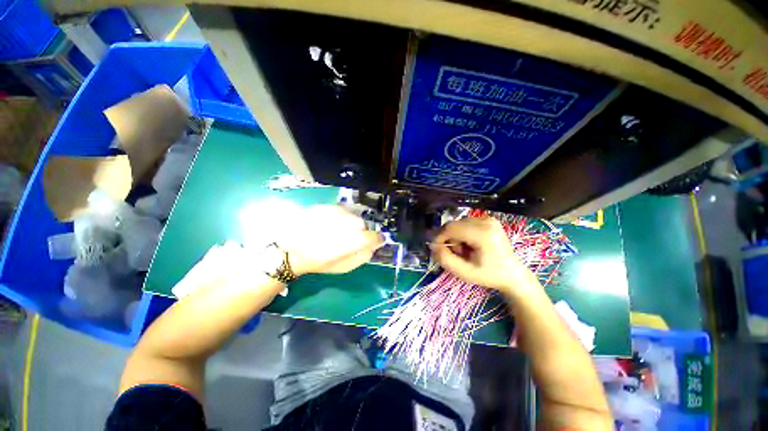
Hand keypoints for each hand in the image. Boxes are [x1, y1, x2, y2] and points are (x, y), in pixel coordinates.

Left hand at [281, 205, 383, 275]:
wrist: (290, 250)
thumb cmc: (318, 262)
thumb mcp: (343, 267)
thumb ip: (362, 257)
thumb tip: (373, 246)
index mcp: (346, 244)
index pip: (371, 237)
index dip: (377, 239)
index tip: (376, 241)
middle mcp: (341, 226)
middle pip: (361, 224)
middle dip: (360, 231)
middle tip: (351, 238)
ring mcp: (331, 214)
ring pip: (352, 215)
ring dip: (350, 223)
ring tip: (339, 231)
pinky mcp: (324, 207)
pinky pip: (341, 210)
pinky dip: (342, 217)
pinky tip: (331, 224)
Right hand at [430, 216, 540, 295]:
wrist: (512, 274)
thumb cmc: (488, 275)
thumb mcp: (464, 272)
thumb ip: (445, 259)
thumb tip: (432, 245)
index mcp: (483, 234)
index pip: (451, 228)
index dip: (440, 237)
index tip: (437, 249)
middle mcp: (486, 222)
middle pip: (454, 224)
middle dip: (449, 238)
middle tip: (456, 253)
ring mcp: (489, 219)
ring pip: (458, 223)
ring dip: (456, 236)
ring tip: (465, 250)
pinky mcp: (489, 219)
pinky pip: (466, 222)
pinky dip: (463, 232)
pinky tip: (471, 243)